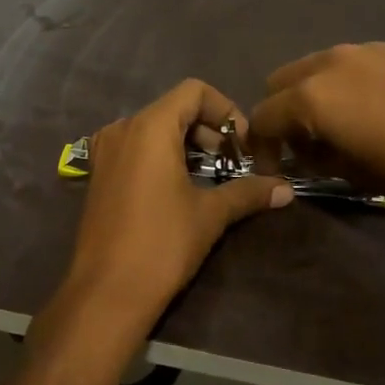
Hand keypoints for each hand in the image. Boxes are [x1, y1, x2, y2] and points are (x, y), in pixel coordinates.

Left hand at [57, 80, 290, 336]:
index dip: (225, 109)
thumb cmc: (161, 245)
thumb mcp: (210, 215)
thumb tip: (286, 189)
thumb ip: (248, 192)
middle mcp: (123, 128)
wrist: (106, 294)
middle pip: (174, 107)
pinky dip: (162, 155)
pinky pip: (136, 147)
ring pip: (154, 127)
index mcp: (150, 126)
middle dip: (209, 129)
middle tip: (233, 163)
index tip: (243, 144)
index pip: (194, 91)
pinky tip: (179, 188)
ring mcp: (105, 150)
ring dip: (187, 143)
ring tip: (211, 176)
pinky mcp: (98, 173)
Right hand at [248, 42, 384, 217]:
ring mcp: (370, 48)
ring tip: (348, 125)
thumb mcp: (362, 175)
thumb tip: (311, 150)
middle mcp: (334, 62)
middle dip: (283, 112)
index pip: (263, 116)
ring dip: (318, 94)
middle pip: (282, 80)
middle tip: (308, 144)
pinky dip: (353, 83)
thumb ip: (322, 157)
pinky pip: (359, 62)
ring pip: (321, 66)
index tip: (277, 168)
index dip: (262, 147)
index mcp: (315, 96)